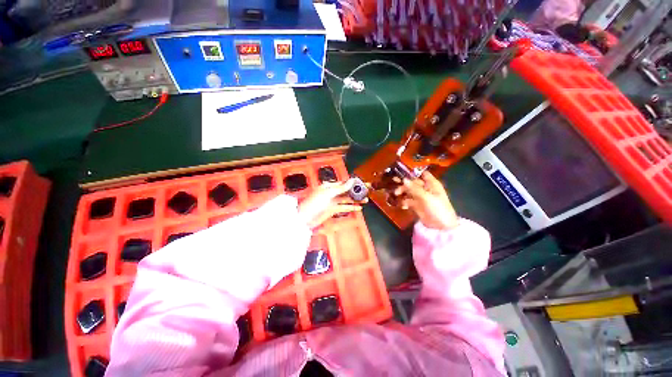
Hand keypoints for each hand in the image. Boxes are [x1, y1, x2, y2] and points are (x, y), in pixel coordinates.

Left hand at [299, 179, 364, 228]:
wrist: (305, 218)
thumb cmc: (315, 203)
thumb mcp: (328, 193)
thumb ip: (341, 188)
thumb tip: (352, 181)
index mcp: (328, 186)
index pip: (343, 183)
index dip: (352, 183)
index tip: (362, 183)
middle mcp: (331, 192)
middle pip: (346, 191)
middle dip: (356, 191)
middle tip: (366, 191)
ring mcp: (332, 201)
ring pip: (346, 199)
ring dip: (355, 199)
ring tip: (366, 199)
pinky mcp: (333, 210)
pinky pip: (344, 207)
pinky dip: (351, 207)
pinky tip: (359, 208)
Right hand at [393, 171, 458, 229]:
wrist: (441, 227)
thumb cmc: (437, 209)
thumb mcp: (426, 197)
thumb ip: (414, 188)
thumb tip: (404, 179)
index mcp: (432, 184)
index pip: (422, 174)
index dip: (413, 172)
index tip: (401, 172)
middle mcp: (426, 189)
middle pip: (413, 182)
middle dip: (404, 183)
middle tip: (394, 183)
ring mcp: (420, 197)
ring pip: (409, 191)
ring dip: (402, 192)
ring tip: (396, 195)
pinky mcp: (416, 205)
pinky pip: (408, 200)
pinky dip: (404, 202)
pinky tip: (402, 205)